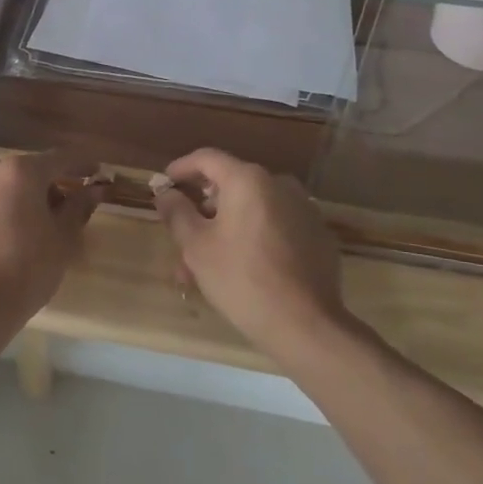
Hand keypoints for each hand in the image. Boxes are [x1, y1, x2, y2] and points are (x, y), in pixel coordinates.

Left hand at [0, 151, 103, 335]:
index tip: (96, 172)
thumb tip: (94, 188)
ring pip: (2, 186)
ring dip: (19, 198)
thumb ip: (79, 206)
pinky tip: (2, 236)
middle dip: (48, 186)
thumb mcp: (63, 239)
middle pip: (28, 171)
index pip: (60, 159)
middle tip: (64, 210)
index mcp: (21, 172)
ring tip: (30, 227)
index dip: (82, 165)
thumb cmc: (27, 270)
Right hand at [152, 148, 345, 360]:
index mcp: (248, 180)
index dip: (181, 168)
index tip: (165, 184)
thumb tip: (166, 193)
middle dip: (202, 211)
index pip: (207, 158)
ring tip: (206, 266)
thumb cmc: (241, 278)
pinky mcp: (317, 235)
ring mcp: (303, 209)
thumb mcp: (196, 247)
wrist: (306, 325)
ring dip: (225, 229)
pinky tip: (242, 268)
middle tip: (182, 238)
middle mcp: (279, 184)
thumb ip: (177, 212)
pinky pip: (275, 226)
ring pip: (251, 210)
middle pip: (230, 186)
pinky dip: (253, 237)